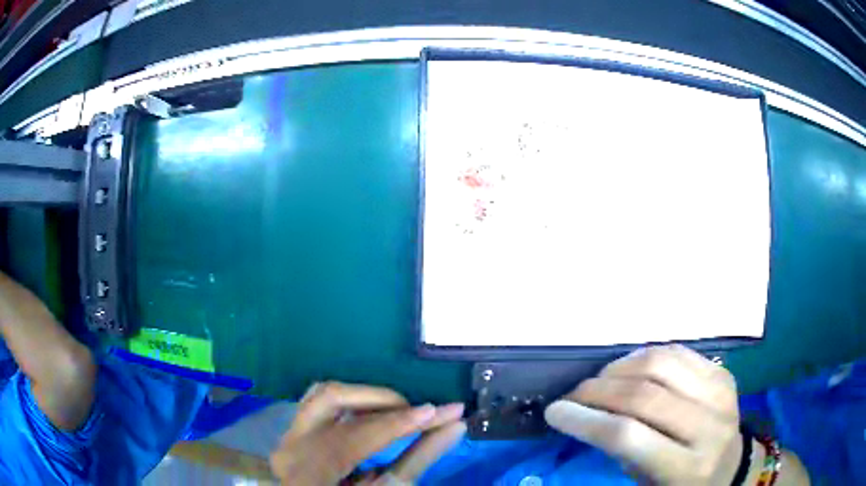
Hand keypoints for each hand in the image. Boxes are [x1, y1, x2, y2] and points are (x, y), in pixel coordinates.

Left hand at [269, 382, 465, 484]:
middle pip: (332, 399)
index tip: (446, 411)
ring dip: (367, 397)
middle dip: (383, 400)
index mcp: (308, 472)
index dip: (402, 422)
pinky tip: (377, 414)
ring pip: (323, 394)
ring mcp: (287, 437)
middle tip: (421, 411)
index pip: (357, 435)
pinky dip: (353, 403)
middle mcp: (289, 446)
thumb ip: (420, 458)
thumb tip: (456, 425)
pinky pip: (320, 403)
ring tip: (401, 410)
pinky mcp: (293, 432)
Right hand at [545, 345, 741, 484]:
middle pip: (645, 395)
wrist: (729, 468)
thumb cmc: (680, 485)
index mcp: (687, 468)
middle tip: (573, 394)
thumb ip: (621, 451)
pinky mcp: (723, 373)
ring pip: (662, 362)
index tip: (555, 412)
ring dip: (620, 367)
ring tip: (600, 380)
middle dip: (598, 390)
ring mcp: (721, 393)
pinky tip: (630, 368)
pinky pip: (679, 351)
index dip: (585, 420)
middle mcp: (709, 427)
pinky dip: (646, 355)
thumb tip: (585, 414)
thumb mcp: (647, 482)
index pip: (628, 437)